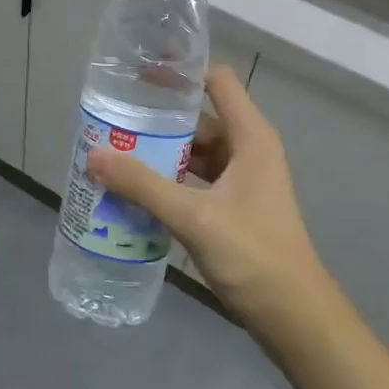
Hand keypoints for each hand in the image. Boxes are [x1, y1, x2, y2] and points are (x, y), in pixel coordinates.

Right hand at [86, 65, 327, 323]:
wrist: (294, 317)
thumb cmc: (252, 255)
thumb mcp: (193, 216)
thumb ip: (142, 185)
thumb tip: (94, 155)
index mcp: (250, 137)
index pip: (217, 82)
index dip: (181, 72)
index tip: (139, 72)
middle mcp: (249, 150)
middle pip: (200, 118)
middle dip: (159, 119)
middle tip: (114, 119)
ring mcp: (244, 180)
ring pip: (196, 152)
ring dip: (161, 153)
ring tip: (116, 153)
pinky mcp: (236, 206)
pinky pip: (197, 180)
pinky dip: (170, 180)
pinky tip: (137, 191)